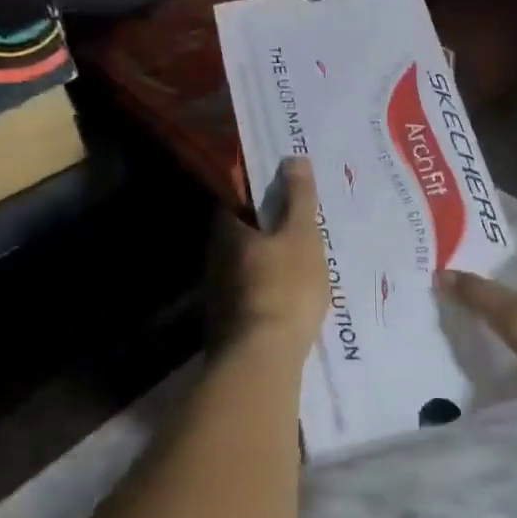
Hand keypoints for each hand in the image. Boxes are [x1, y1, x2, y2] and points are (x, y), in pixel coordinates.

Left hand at [213, 157, 329, 355]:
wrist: (262, 359)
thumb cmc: (284, 286)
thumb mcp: (301, 235)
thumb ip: (299, 198)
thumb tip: (293, 158)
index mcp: (227, 232)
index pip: (234, 200)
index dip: (255, 193)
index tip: (280, 192)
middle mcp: (215, 260)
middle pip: (239, 235)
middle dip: (264, 230)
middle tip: (297, 227)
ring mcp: (218, 295)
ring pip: (244, 267)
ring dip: (266, 262)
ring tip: (299, 263)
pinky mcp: (228, 325)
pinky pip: (250, 295)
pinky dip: (267, 290)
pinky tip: (289, 299)